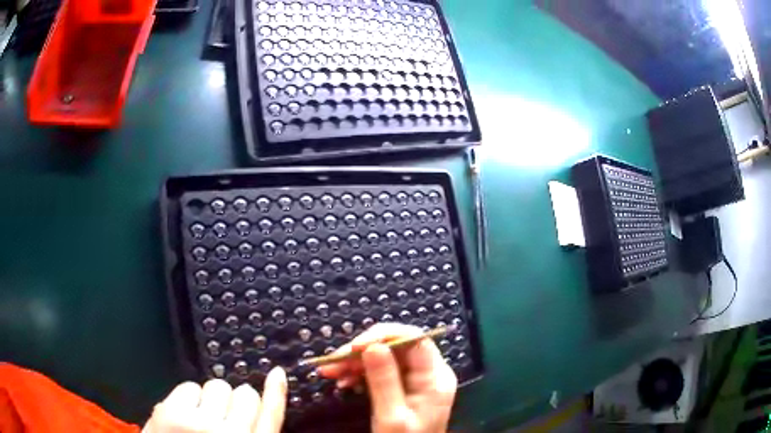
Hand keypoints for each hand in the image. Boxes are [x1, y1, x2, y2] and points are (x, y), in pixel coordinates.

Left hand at [143, 367, 286, 432]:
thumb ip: (253, 432)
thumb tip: (257, 403)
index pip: (271, 415)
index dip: (276, 392)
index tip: (277, 373)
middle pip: (244, 395)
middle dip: (235, 400)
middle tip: (221, 415)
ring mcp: (200, 423)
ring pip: (217, 386)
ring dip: (211, 399)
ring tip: (200, 418)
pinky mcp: (173, 413)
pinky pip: (189, 386)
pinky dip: (187, 398)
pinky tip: (183, 416)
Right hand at [318, 323, 457, 432]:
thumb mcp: (391, 416)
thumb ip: (384, 380)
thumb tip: (372, 345)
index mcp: (435, 377)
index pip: (414, 339)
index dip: (383, 336)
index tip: (353, 347)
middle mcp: (428, 373)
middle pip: (396, 347)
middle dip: (362, 351)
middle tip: (333, 360)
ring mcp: (416, 380)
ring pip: (384, 358)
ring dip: (355, 362)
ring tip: (330, 372)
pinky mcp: (403, 388)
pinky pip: (380, 372)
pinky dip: (359, 374)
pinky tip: (342, 382)